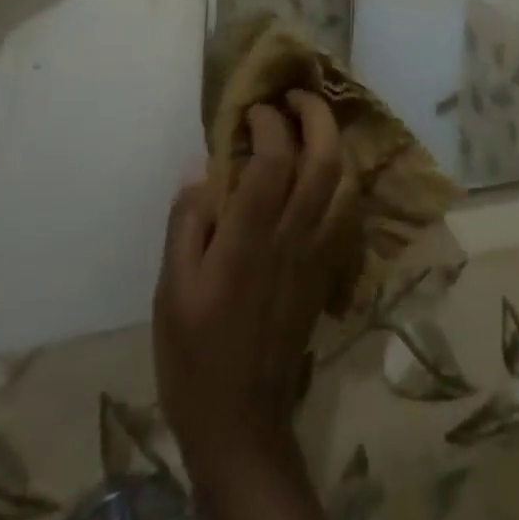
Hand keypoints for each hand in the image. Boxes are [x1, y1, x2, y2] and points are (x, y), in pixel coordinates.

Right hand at [154, 94, 357, 491]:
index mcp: (250, 237)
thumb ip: (188, 222)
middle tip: (295, 97)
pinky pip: (346, 210)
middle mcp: (293, 235)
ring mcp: (318, 252)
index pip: (275, 158)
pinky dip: (339, 178)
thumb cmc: (195, 356)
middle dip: (316, 116)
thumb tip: (203, 169)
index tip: (253, 109)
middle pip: (324, 158)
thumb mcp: (172, 290)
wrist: (243, 422)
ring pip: (344, 181)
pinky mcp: (327, 270)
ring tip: (310, 126)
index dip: (269, 121)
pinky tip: (320, 175)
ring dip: (333, 142)